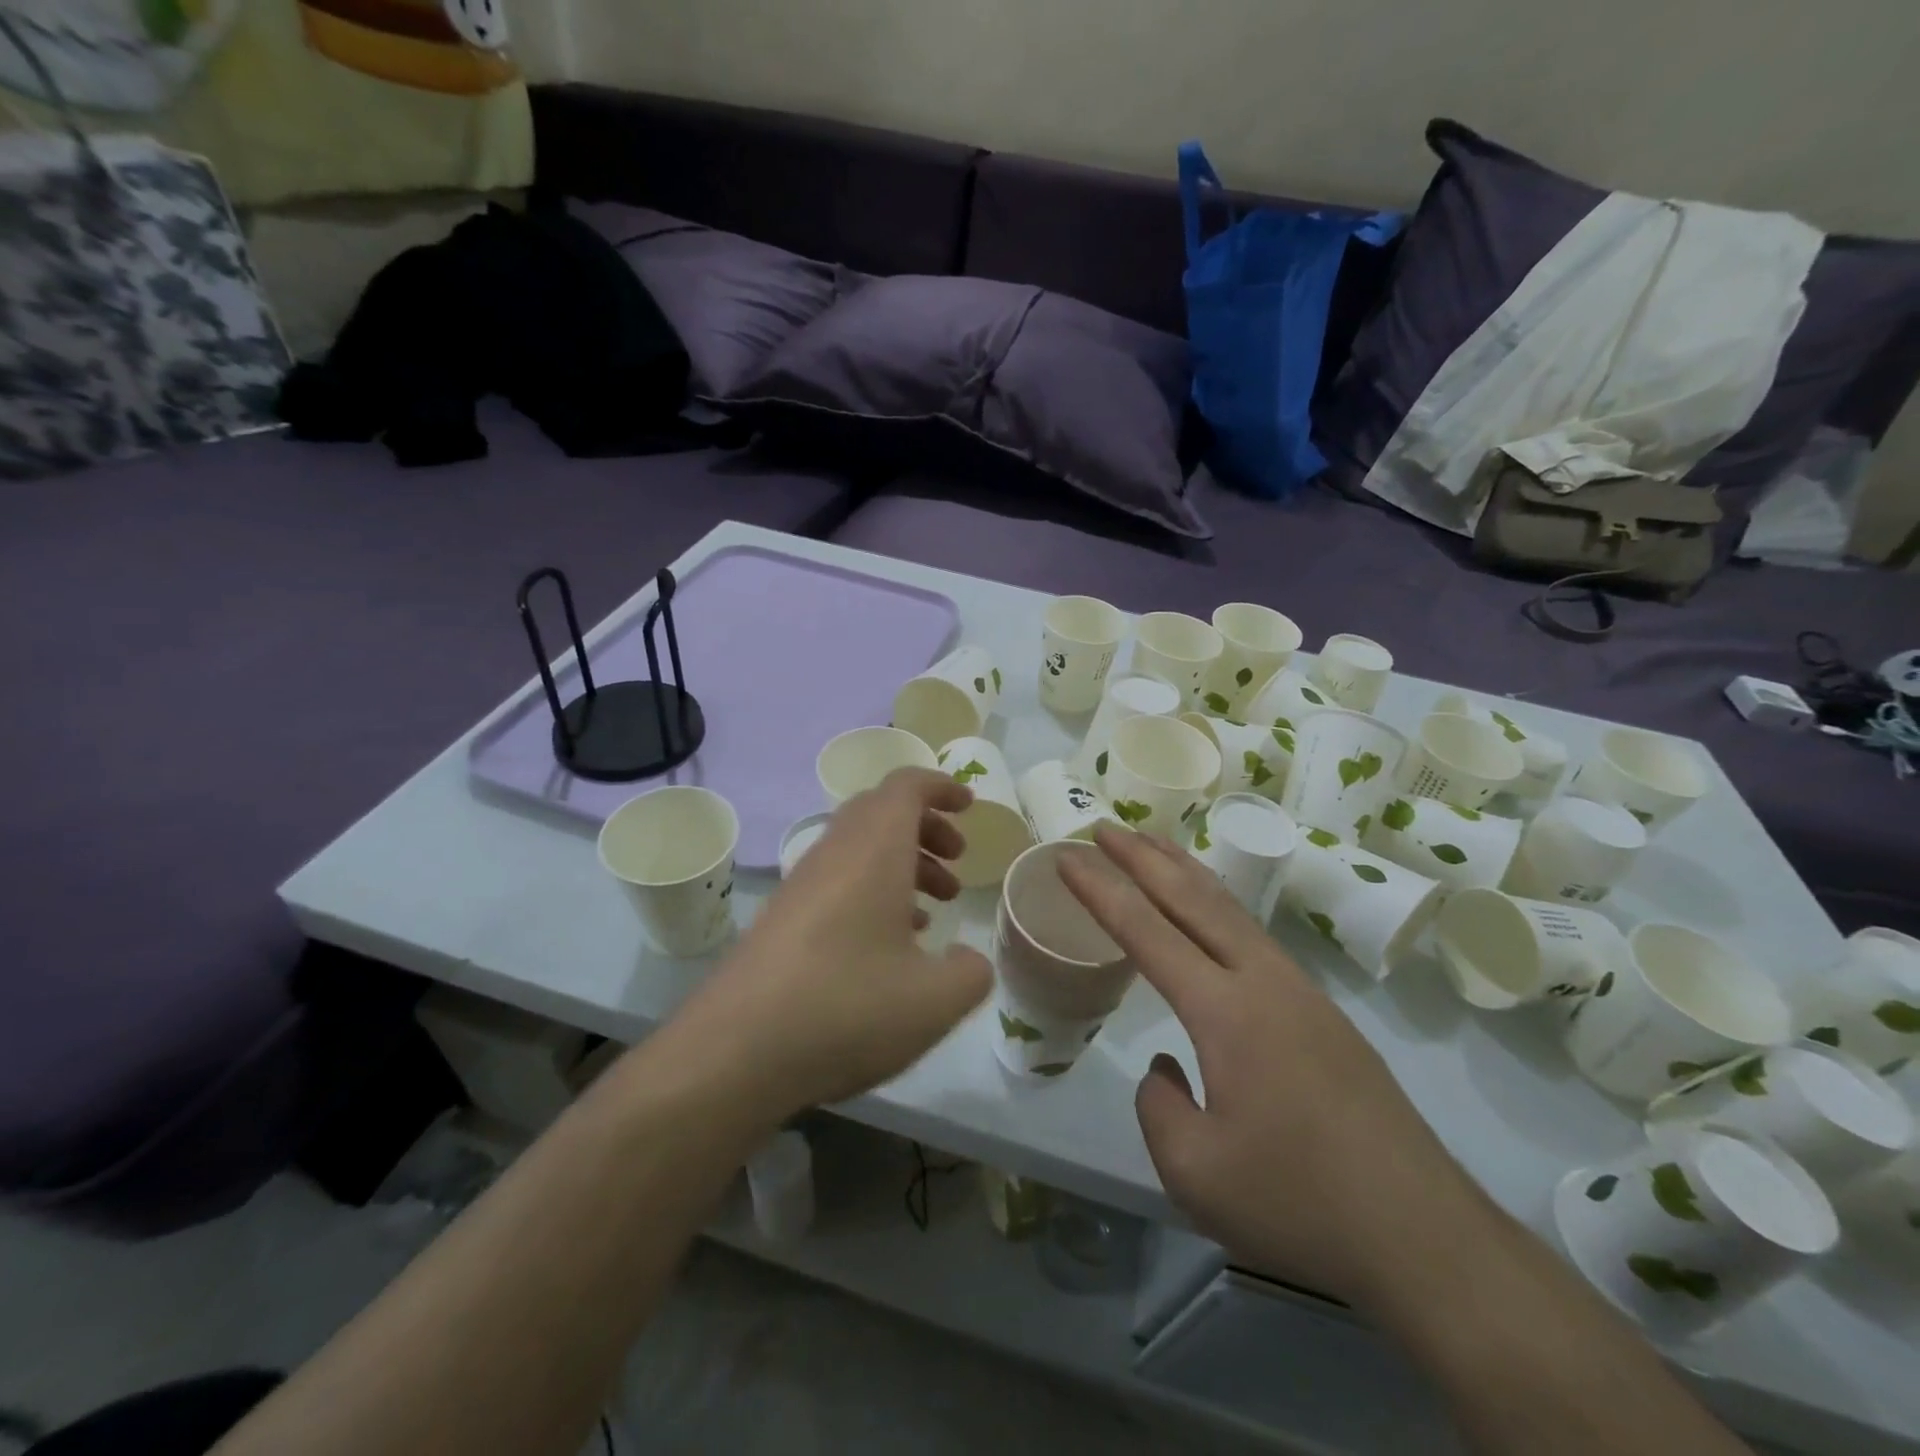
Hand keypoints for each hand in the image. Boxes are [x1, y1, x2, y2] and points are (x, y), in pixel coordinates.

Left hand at [670, 768, 991, 1120]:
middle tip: (956, 860)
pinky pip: (838, 881)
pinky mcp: (783, 917)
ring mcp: (803, 885)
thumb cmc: (846, 1008)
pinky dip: (873, 891)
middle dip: (925, 827)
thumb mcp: (934, 1001)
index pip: (906, 787)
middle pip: (881, 812)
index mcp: (874, 850)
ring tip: (934, 908)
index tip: (970, 806)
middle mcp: (835, 853)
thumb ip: (970, 973)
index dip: (941, 787)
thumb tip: (968, 960)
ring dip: (902, 863)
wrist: (733, 1052)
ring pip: (860, 848)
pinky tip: (890, 945)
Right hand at [1059, 827, 1492, 1309]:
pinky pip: (1254, 935)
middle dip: (1143, 857)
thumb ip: (1158, 1107)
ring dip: (1185, 871)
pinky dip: (1218, 904)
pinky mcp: (1323, 1014)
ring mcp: (1301, 992)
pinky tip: (1212, 914)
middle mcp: (1263, 981)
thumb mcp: (1195, 1172)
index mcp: (1226, 1010)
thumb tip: (1167, 1068)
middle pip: (1193, 898)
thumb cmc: (1299, 1204)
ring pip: (1231, 910)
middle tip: (1104, 827)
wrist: (1426, 1239)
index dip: (1101, 890)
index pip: (1147, 930)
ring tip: (1153, 844)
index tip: (1068, 856)